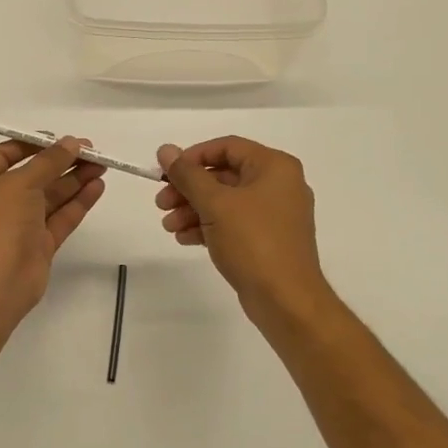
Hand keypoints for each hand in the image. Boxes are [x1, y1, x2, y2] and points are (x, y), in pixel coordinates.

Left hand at [0, 137, 106, 334]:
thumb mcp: (20, 183)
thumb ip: (49, 161)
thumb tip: (72, 143)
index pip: (4, 155)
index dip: (32, 145)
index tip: (60, 139)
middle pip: (33, 175)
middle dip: (61, 162)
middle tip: (92, 151)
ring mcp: (19, 225)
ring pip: (50, 197)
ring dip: (74, 180)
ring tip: (102, 165)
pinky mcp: (39, 245)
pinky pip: (60, 218)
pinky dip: (78, 202)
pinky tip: (97, 187)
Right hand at [155, 137, 330, 320]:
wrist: (286, 300)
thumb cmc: (253, 242)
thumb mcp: (215, 204)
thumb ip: (187, 175)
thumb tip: (165, 150)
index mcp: (274, 167)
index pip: (227, 147)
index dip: (193, 157)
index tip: (167, 173)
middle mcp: (279, 185)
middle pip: (224, 175)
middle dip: (189, 189)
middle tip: (161, 203)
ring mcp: (275, 214)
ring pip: (225, 201)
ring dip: (193, 210)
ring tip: (169, 227)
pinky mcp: (268, 239)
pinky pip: (233, 223)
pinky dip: (208, 226)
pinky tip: (185, 238)